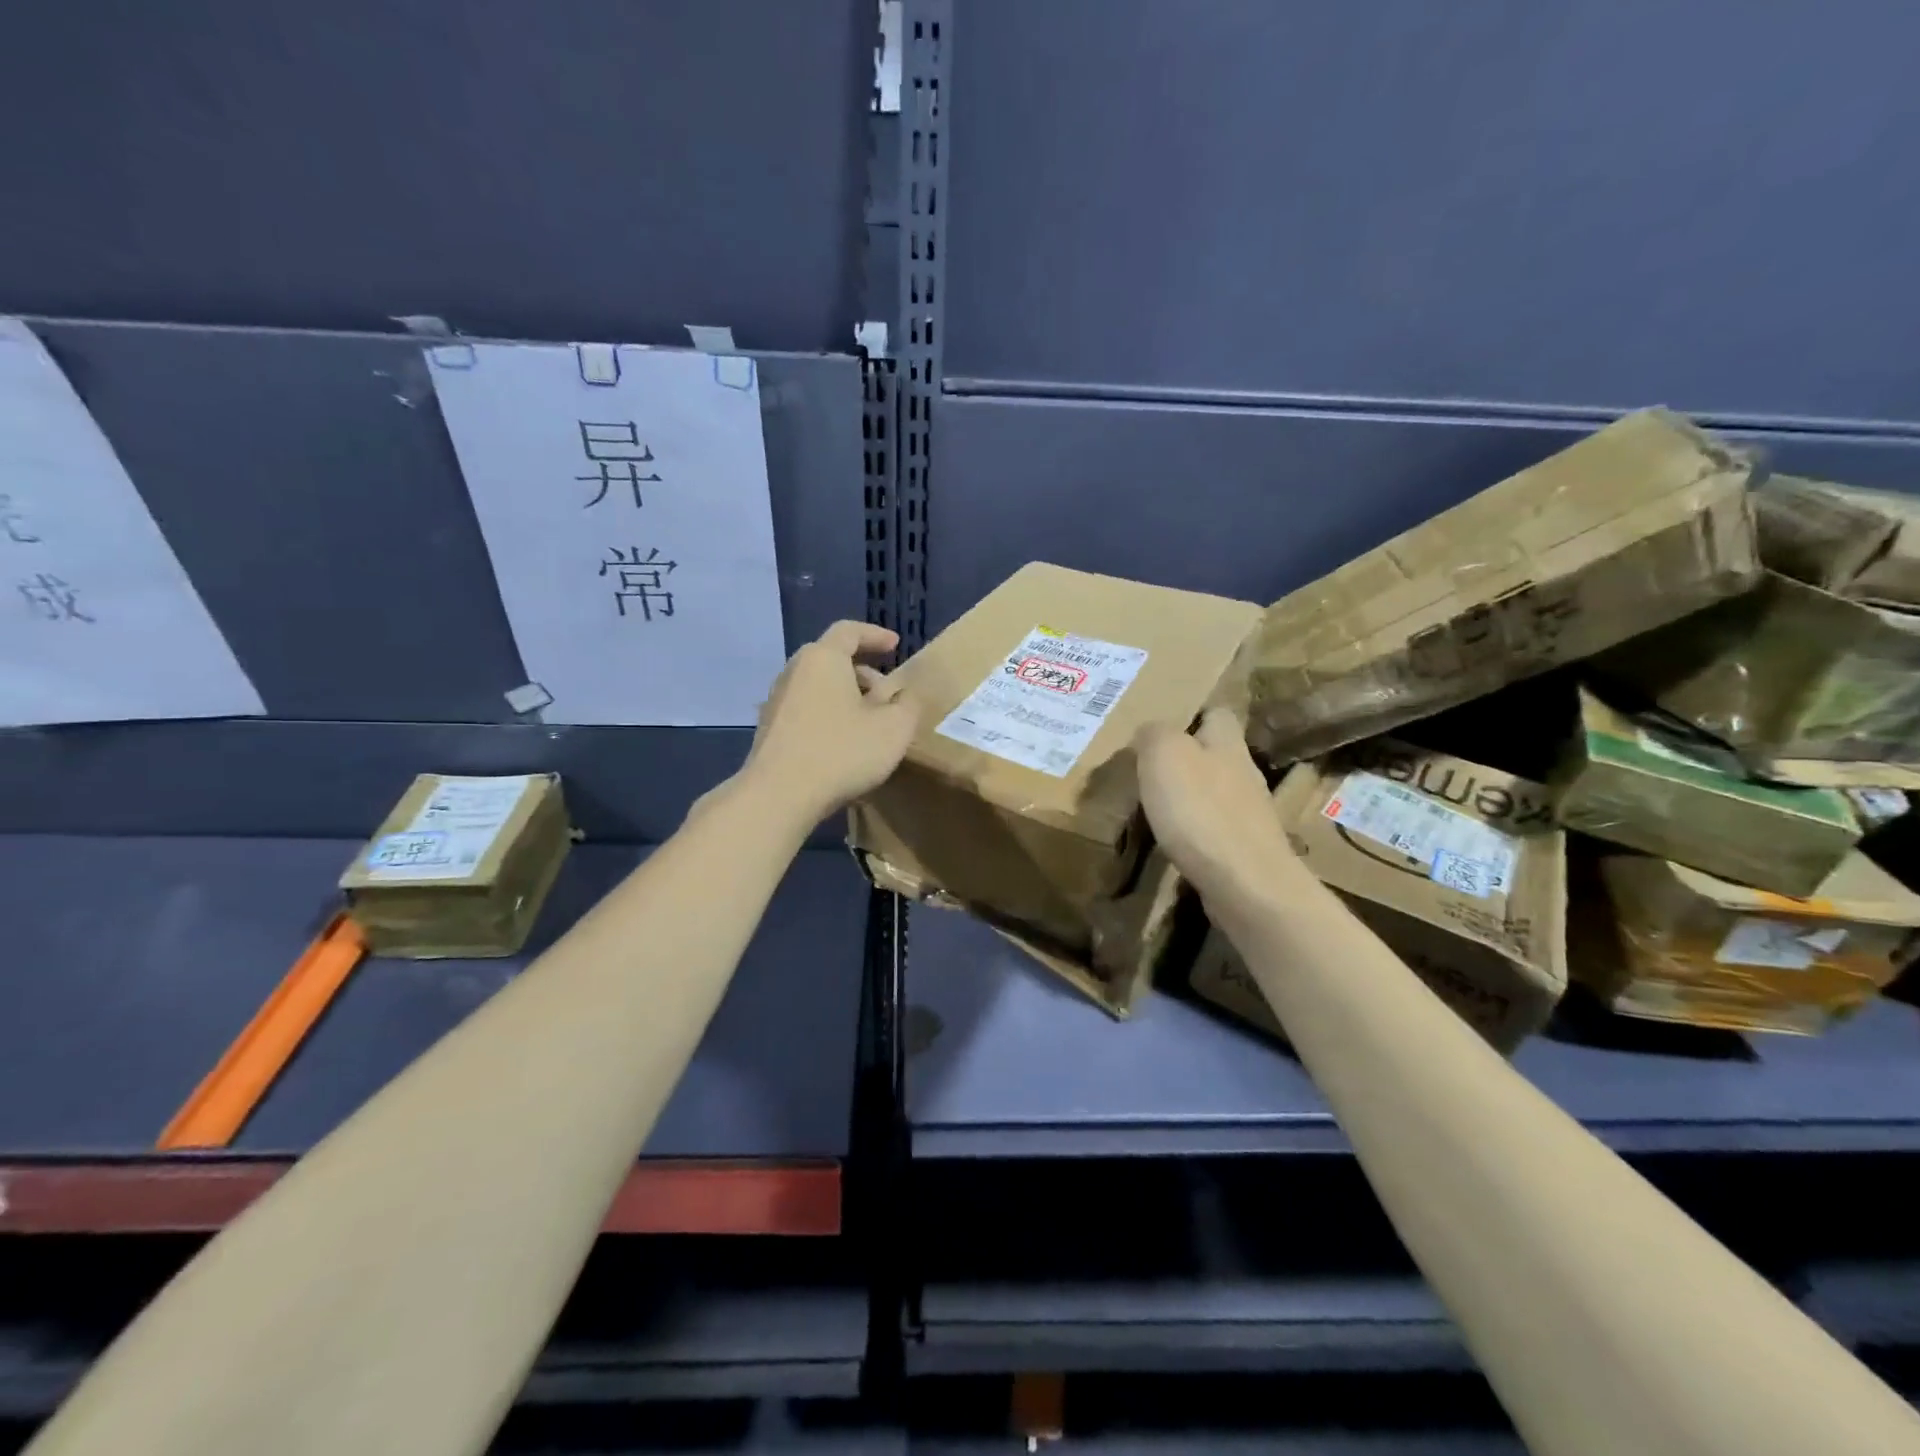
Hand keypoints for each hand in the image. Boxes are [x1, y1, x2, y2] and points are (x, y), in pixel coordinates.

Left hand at [739, 620, 920, 823]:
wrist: (778, 795)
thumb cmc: (841, 752)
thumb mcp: (893, 729)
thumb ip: (908, 705)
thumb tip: (907, 695)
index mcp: (823, 658)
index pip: (849, 631)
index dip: (875, 635)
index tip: (895, 646)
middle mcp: (795, 671)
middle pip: (831, 658)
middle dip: (862, 670)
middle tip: (886, 691)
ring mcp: (777, 701)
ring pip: (817, 686)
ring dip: (845, 695)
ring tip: (868, 721)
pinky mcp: (769, 729)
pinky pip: (805, 709)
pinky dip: (828, 714)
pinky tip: (843, 743)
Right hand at [1135, 706, 1300, 909]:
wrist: (1246, 884)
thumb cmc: (1200, 810)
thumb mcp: (1164, 754)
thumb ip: (1154, 733)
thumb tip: (1149, 731)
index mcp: (1227, 743)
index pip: (1217, 713)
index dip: (1192, 715)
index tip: (1162, 726)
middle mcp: (1245, 773)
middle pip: (1217, 754)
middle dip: (1187, 759)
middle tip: (1148, 769)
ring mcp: (1249, 815)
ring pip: (1215, 793)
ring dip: (1189, 798)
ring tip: (1154, 808)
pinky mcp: (1245, 850)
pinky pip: (1215, 830)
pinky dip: (1194, 832)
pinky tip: (1173, 843)